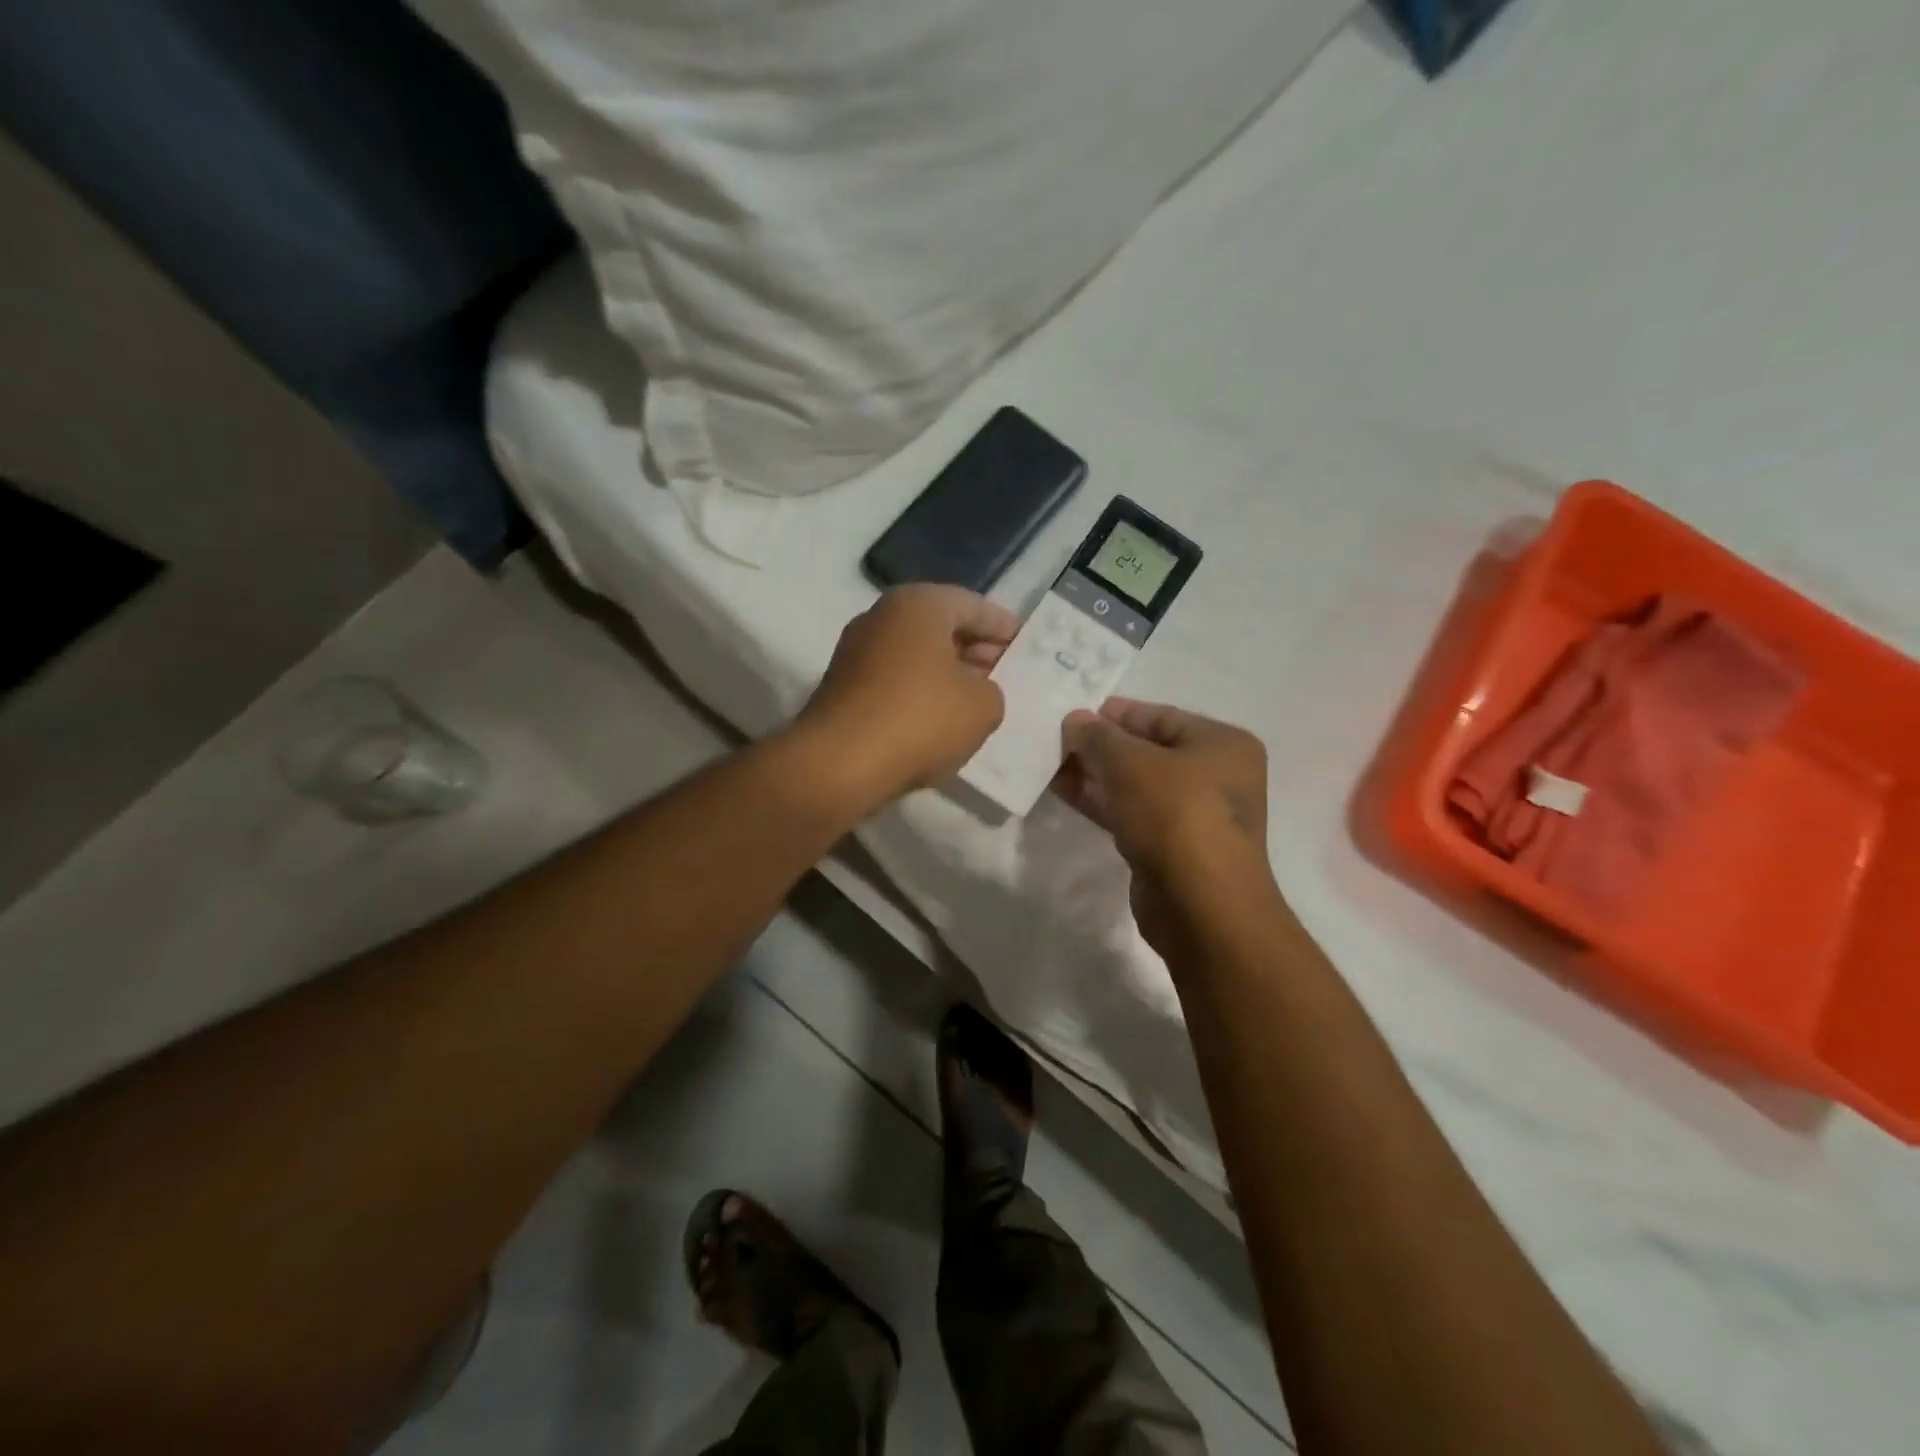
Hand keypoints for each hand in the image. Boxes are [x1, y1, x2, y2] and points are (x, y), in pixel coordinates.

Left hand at [798, 585, 1019, 804]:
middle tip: (1007, 672)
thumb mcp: (983, 706)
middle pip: (941, 627)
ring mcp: (856, 651)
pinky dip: (921, 692)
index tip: (1027, 644)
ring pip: (916, 655)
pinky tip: (941, 719)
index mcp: (918, 605)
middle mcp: (881, 617)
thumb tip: (975, 691)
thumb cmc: (920, 719)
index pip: (974, 605)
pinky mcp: (842, 687)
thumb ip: (992, 690)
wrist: (840, 764)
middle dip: (976, 649)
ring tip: (979, 699)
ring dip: (948, 673)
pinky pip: (895, 680)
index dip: (1005, 627)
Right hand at [1055, 699, 1276, 951]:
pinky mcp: (1171, 849)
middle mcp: (1215, 776)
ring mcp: (1194, 816)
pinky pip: (1131, 814)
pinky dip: (1101, 802)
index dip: (1117, 713)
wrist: (1201, 906)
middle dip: (1101, 746)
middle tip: (1057, 739)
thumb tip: (1075, 720)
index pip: (1161, 717)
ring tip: (1051, 763)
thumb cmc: (1175, 815)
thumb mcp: (1130, 763)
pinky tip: (1064, 791)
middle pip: (1148, 751)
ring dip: (1095, 774)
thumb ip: (1098, 736)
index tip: (1075, 713)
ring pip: (1136, 785)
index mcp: (1221, 744)